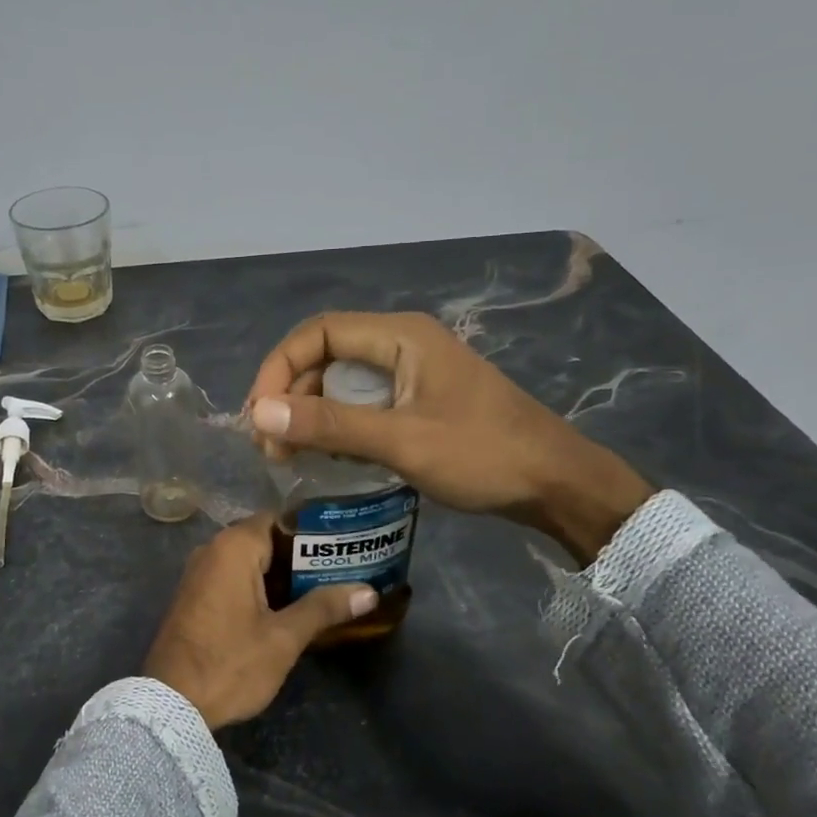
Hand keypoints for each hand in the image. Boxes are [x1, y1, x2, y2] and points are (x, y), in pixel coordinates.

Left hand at [142, 514, 378, 729]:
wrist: (170, 706)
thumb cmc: (230, 663)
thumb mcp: (283, 638)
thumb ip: (324, 608)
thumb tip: (369, 592)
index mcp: (233, 547)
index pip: (280, 519)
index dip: (314, 529)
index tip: (345, 541)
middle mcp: (213, 550)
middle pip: (266, 540)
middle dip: (303, 555)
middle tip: (345, 567)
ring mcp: (200, 574)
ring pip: (251, 562)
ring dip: (283, 574)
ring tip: (327, 586)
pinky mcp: (195, 598)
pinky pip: (234, 579)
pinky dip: (261, 587)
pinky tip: (290, 607)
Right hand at [244, 311, 652, 562]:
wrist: (557, 483)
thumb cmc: (482, 455)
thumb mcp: (401, 440)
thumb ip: (330, 425)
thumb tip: (259, 411)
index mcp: (400, 336)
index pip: (318, 333)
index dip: (279, 368)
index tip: (259, 414)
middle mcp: (402, 344)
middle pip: (327, 357)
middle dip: (292, 397)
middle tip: (272, 446)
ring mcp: (414, 373)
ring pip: (344, 384)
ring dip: (313, 415)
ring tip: (291, 456)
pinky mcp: (421, 401)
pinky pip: (365, 405)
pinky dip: (341, 427)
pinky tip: (330, 458)